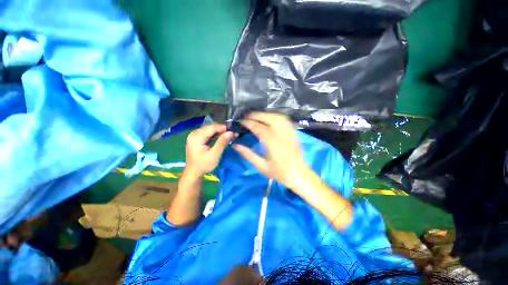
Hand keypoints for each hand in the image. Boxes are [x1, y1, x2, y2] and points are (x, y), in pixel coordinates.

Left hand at [185, 124, 235, 176]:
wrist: (194, 172)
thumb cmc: (203, 165)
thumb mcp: (214, 155)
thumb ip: (222, 143)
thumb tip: (231, 132)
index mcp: (196, 137)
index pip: (212, 128)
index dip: (223, 127)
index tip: (233, 129)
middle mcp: (194, 134)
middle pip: (211, 127)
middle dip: (222, 129)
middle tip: (233, 132)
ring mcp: (195, 135)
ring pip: (210, 129)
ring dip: (220, 131)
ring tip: (229, 134)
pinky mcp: (197, 138)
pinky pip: (208, 133)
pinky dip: (216, 134)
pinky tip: (222, 136)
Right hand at [233, 112, 311, 190]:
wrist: (299, 175)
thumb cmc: (279, 173)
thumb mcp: (261, 166)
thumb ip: (248, 154)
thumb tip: (235, 145)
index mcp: (272, 143)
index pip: (258, 128)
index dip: (249, 123)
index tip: (241, 121)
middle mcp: (281, 135)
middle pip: (268, 118)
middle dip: (256, 115)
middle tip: (246, 116)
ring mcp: (289, 132)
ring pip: (277, 116)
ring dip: (265, 114)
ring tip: (256, 116)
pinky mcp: (293, 133)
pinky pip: (285, 119)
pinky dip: (275, 116)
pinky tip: (270, 118)